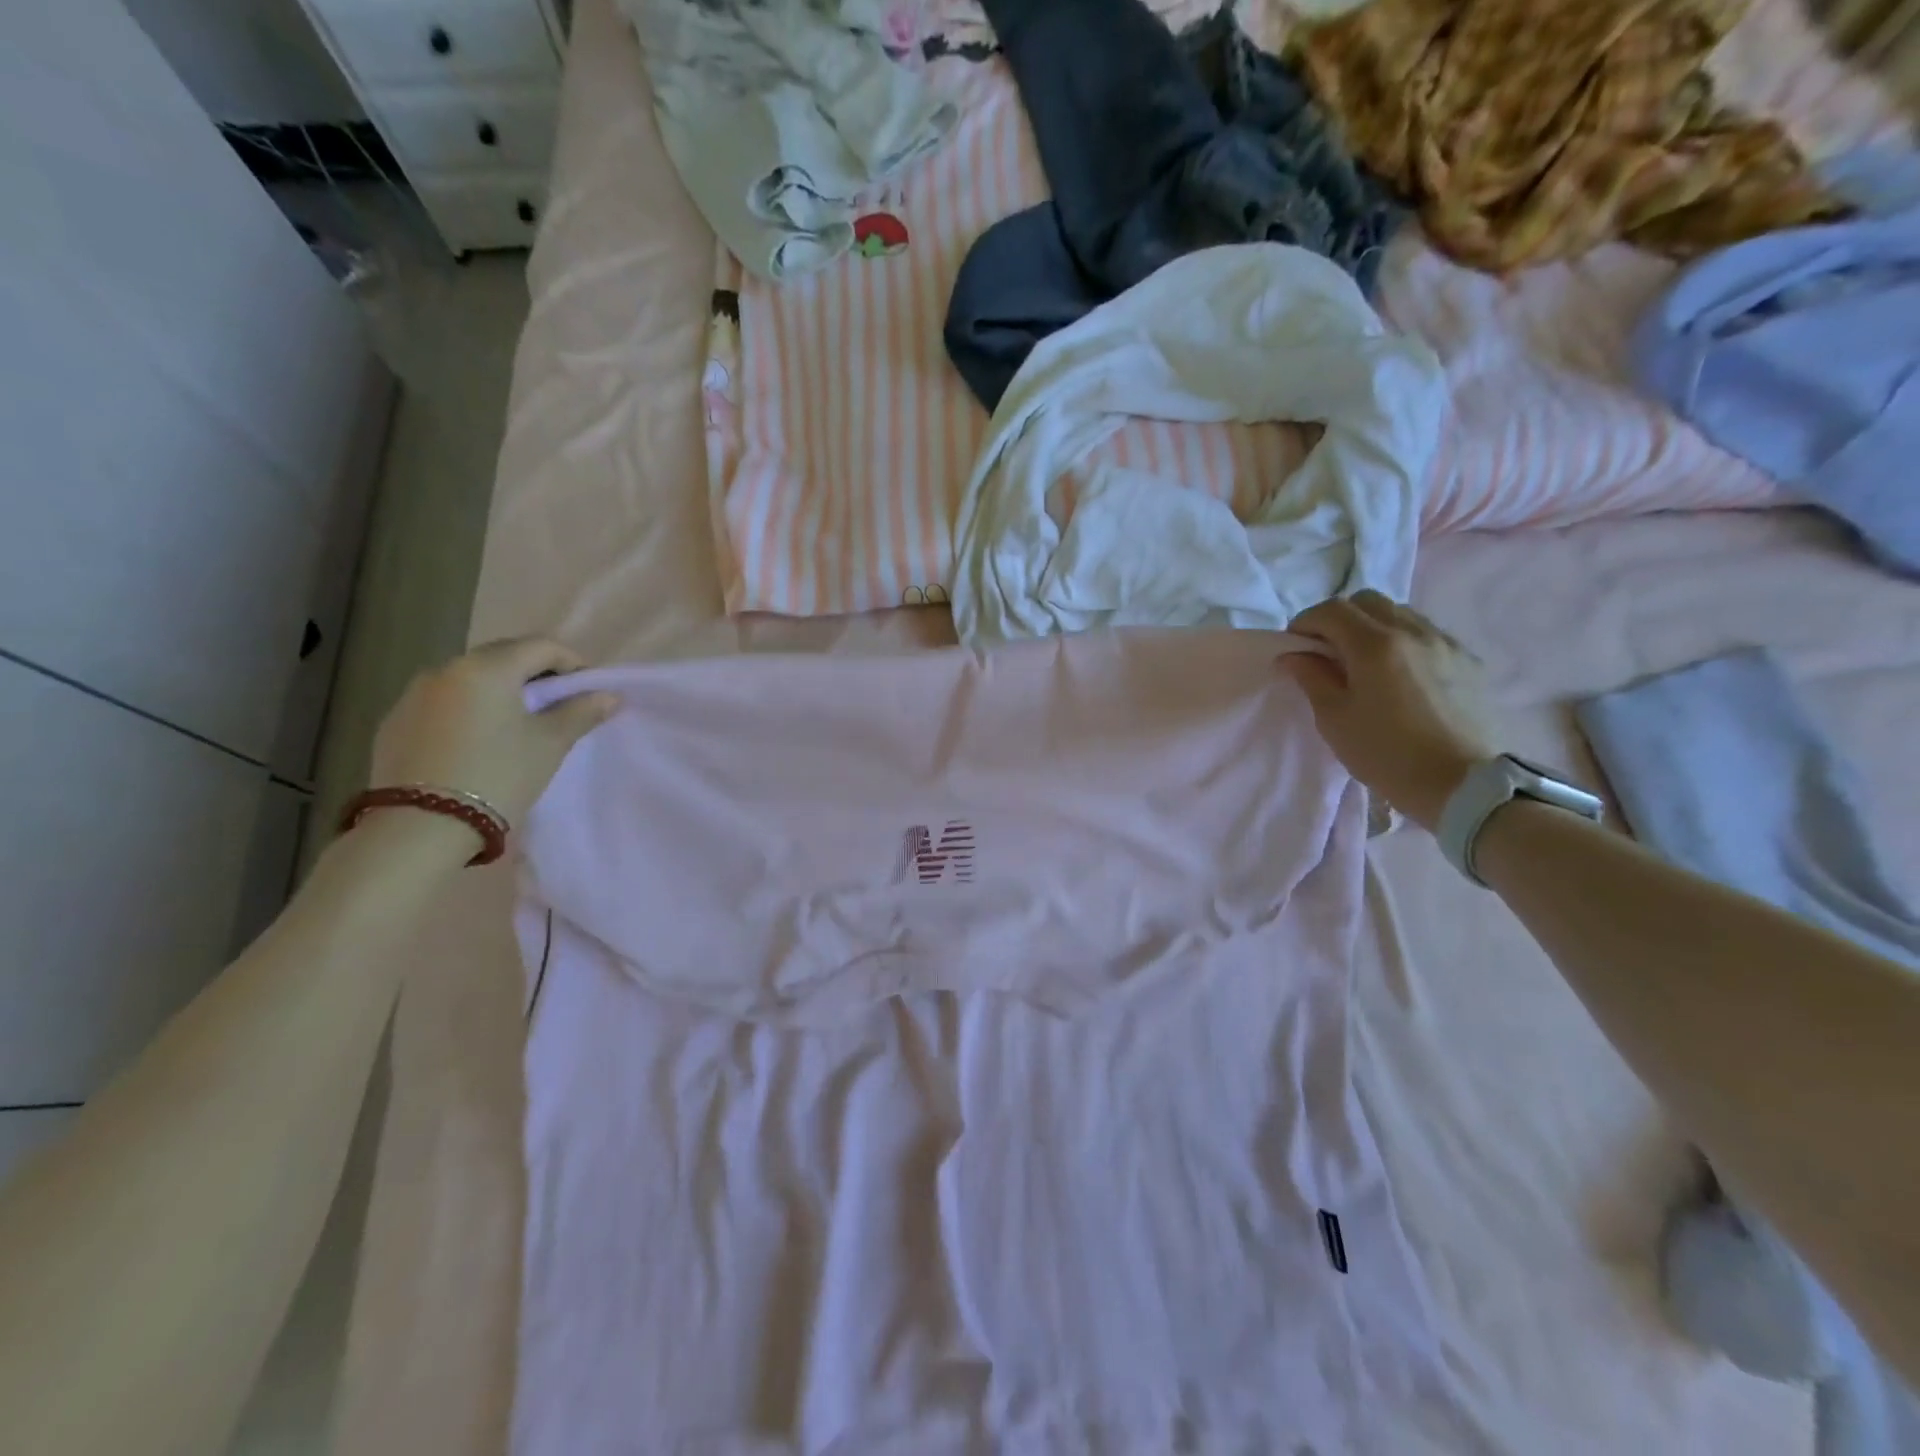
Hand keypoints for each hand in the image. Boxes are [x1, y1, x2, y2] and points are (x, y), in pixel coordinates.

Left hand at [368, 639, 618, 826]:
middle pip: (503, 657)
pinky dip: (470, 711)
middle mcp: (446, 669)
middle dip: (536, 676)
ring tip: (518, 727)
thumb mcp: (550, 744)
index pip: (541, 646)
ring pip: (471, 680)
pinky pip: (444, 703)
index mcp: (487, 667)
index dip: (572, 664)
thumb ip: (581, 712)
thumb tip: (607, 695)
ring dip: (501, 692)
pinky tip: (479, 744)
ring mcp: (413, 695)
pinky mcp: (394, 723)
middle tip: (557, 708)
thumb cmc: (498, 776)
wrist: (421, 827)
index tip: (587, 693)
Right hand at [1281, 592, 1500, 831]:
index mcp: (1375, 645)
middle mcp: (1412, 631)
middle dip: (1339, 618)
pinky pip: (1426, 634)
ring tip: (1363, 661)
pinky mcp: (1468, 661)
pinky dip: (1402, 641)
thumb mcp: (1334, 719)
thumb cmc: (1386, 754)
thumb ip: (1312, 678)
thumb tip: (1294, 655)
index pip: (1331, 610)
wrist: (1463, 785)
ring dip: (1372, 626)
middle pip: (1367, 601)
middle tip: (1326, 650)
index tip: (1295, 647)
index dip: (1305, 622)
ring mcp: (1445, 643)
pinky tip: (1399, 674)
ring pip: (1400, 613)